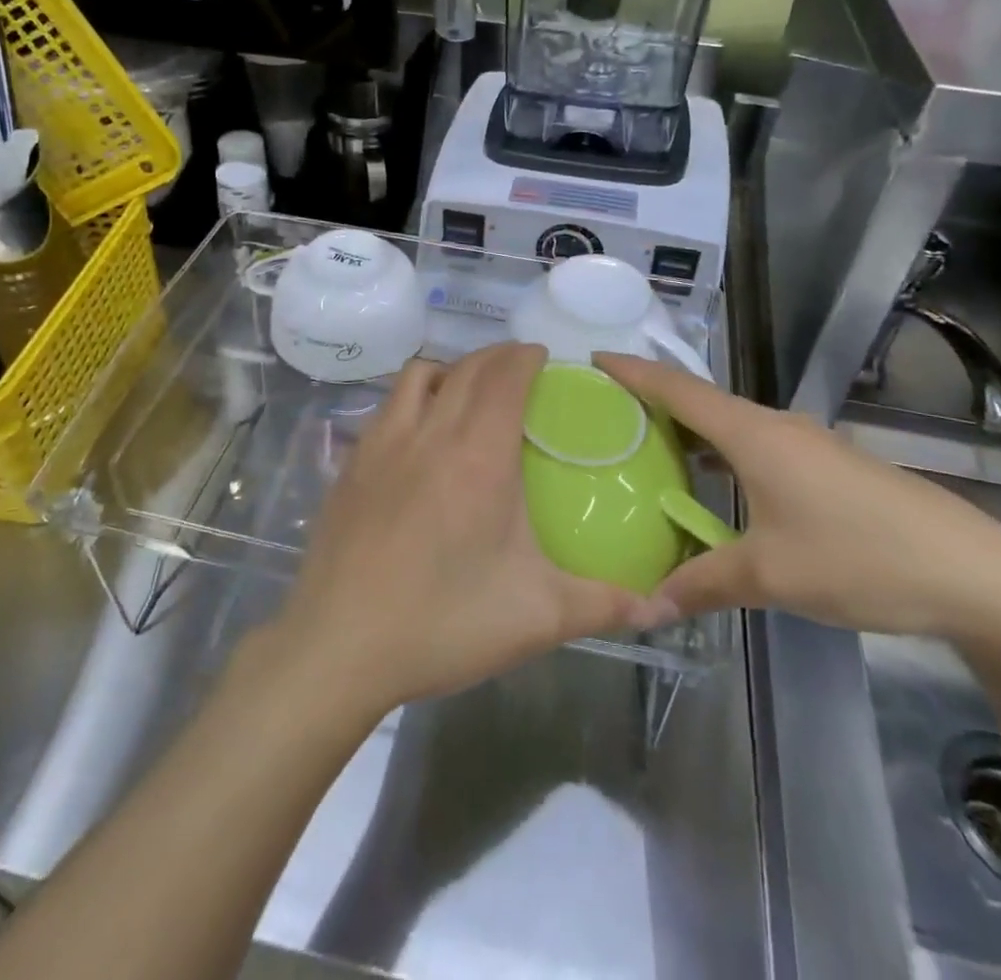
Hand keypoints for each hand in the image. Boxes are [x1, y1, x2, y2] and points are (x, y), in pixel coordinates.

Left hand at [270, 342, 669, 719]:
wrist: (339, 646)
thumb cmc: (443, 623)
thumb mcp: (536, 617)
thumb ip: (604, 605)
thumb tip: (661, 606)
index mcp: (479, 456)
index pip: (505, 377)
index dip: (525, 356)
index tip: (543, 355)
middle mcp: (429, 433)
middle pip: (466, 368)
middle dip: (497, 356)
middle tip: (520, 367)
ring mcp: (382, 444)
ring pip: (418, 376)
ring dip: (451, 369)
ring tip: (469, 390)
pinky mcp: (351, 464)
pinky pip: (388, 406)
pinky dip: (413, 398)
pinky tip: (419, 434)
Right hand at [595, 354, 1000, 642]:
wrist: (976, 574)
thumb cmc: (860, 558)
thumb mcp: (771, 576)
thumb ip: (703, 583)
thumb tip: (648, 605)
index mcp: (753, 435)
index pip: (678, 390)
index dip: (634, 372)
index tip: (595, 359)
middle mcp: (776, 427)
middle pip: (702, 403)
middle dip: (655, 402)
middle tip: (608, 415)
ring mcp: (808, 446)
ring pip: (733, 427)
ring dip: (692, 433)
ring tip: (651, 450)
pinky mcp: (831, 468)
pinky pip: (759, 448)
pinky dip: (724, 456)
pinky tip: (716, 487)